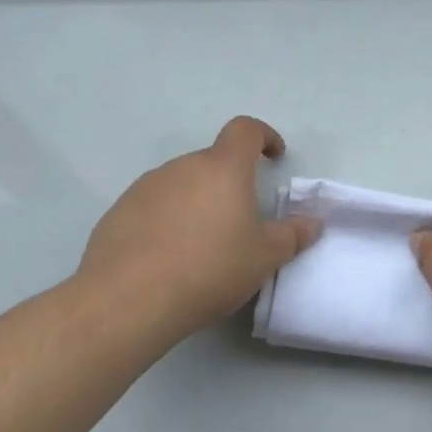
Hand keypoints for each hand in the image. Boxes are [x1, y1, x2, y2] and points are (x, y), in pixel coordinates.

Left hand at [77, 116, 320, 345]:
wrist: (127, 301)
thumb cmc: (209, 269)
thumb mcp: (264, 258)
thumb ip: (292, 235)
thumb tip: (313, 222)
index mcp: (222, 168)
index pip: (245, 130)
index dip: (264, 136)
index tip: (274, 156)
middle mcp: (183, 167)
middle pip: (213, 162)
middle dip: (229, 183)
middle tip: (239, 222)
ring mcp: (146, 187)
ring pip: (182, 184)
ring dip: (196, 202)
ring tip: (201, 245)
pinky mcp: (118, 212)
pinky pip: (153, 206)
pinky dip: (166, 221)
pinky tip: (167, 258)